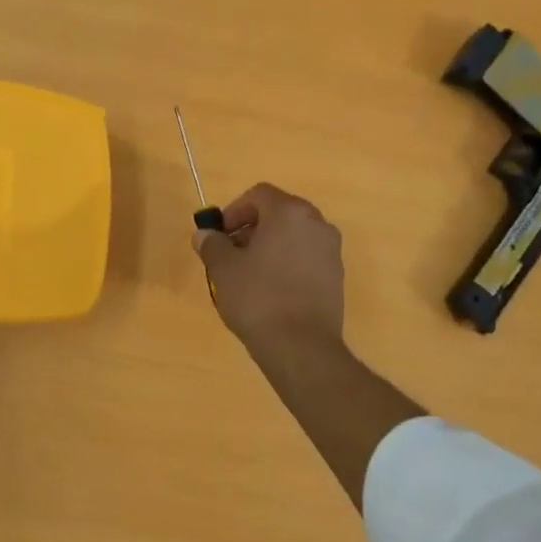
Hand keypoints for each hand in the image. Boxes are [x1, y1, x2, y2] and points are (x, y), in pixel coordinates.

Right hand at [194, 183, 344, 355]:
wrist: (300, 346)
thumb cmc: (258, 297)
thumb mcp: (223, 269)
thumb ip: (212, 244)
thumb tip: (204, 235)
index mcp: (290, 213)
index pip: (259, 195)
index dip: (233, 211)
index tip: (219, 236)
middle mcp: (317, 224)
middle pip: (278, 214)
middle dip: (250, 229)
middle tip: (229, 254)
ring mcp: (331, 251)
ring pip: (293, 237)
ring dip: (268, 247)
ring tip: (247, 275)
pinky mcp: (336, 277)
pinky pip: (305, 258)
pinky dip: (286, 264)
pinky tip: (269, 291)